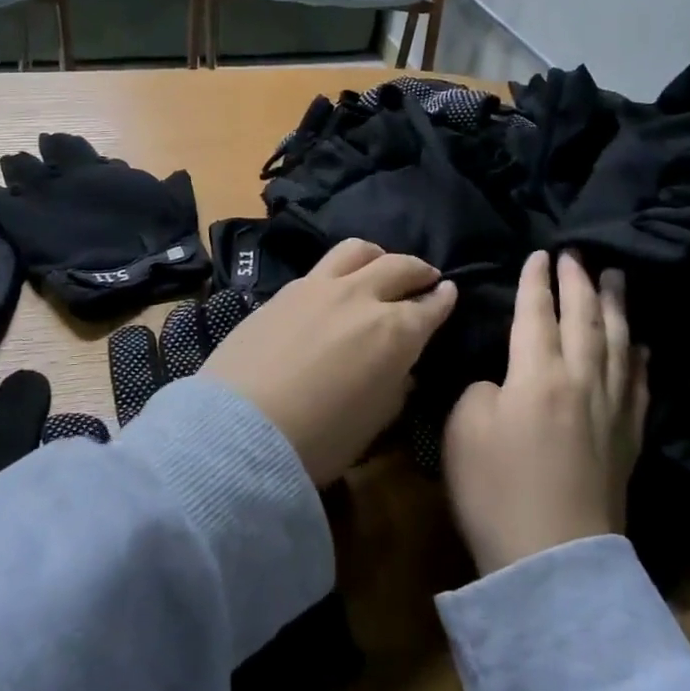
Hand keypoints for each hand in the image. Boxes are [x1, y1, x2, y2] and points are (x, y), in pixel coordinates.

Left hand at [203, 239, 456, 484]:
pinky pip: (323, 266)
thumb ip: (394, 385)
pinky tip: (336, 285)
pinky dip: (341, 270)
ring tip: (380, 265)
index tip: (449, 292)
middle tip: (425, 277)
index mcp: (394, 332)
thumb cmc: (319, 440)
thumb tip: (399, 367)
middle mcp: (361, 297)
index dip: (443, 298)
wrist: (240, 428)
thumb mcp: (375, 421)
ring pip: (358, 250)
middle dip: (418, 270)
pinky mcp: (285, 290)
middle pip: (398, 266)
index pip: (430, 306)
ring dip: (378, 256)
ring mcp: (319, 287)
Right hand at [443, 252, 648, 576]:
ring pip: (618, 343)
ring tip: (616, 278)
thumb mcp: (464, 429)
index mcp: (537, 374)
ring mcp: (611, 410)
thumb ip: (482, 390)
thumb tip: (505, 384)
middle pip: (584, 318)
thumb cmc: (496, 490)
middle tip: (578, 254)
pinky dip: (639, 359)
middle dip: (579, 282)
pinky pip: (638, 386)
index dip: (536, 282)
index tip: (540, 255)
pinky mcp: (628, 440)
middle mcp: (581, 380)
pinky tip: (642, 346)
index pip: (536, 313)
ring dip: (615, 307)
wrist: (553, 562)